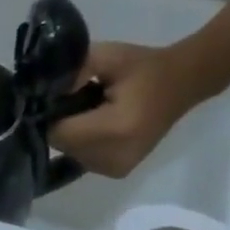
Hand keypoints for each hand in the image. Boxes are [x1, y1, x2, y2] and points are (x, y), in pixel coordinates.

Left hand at [57, 41, 215, 177]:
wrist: (184, 83)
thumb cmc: (145, 67)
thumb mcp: (108, 57)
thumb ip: (73, 71)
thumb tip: (45, 93)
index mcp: (113, 129)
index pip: (58, 132)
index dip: (53, 115)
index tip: (63, 97)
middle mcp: (113, 157)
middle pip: (62, 146)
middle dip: (63, 125)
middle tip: (82, 102)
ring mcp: (115, 169)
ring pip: (70, 154)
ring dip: (73, 135)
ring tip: (94, 114)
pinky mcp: (117, 172)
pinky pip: (83, 159)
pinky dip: (84, 144)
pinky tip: (101, 127)